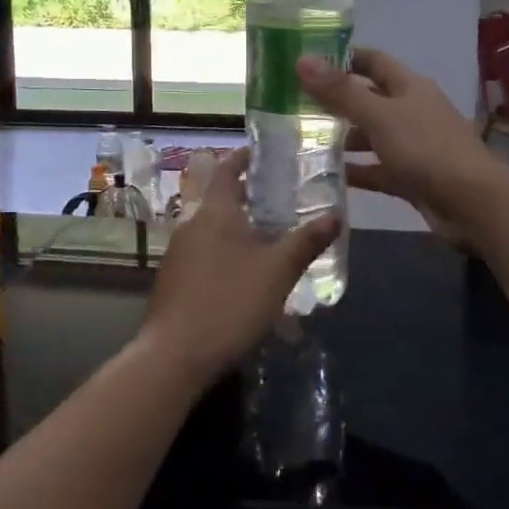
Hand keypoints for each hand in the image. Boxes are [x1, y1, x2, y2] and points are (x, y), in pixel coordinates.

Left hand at [136, 147, 337, 387]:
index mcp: (215, 212)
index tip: (261, 153)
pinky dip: (223, 249)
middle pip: (219, 198)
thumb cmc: (230, 302)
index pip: (226, 169)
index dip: (242, 158)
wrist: (175, 354)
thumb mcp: (278, 271)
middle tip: (277, 198)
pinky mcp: (173, 278)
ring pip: (211, 227)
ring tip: (266, 235)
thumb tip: (335, 215)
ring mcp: (178, 252)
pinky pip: (202, 251)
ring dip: (235, 225)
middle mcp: (191, 223)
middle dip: (246, 196)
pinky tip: (241, 272)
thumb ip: (306, 241)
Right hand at [297, 47, 508, 241]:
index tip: (307, 62)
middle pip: (369, 98)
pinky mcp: (411, 177)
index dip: (343, 58)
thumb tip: (302, 59)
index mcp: (409, 86)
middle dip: (336, 101)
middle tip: (295, 105)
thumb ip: (341, 91)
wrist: (474, 204)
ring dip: (343, 138)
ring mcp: (412, 145)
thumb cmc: (426, 148)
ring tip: (303, 141)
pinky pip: (376, 168)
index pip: (372, 61)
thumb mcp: (379, 116)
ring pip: (371, 135)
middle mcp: (411, 110)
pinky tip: (327, 174)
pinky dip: (355, 170)